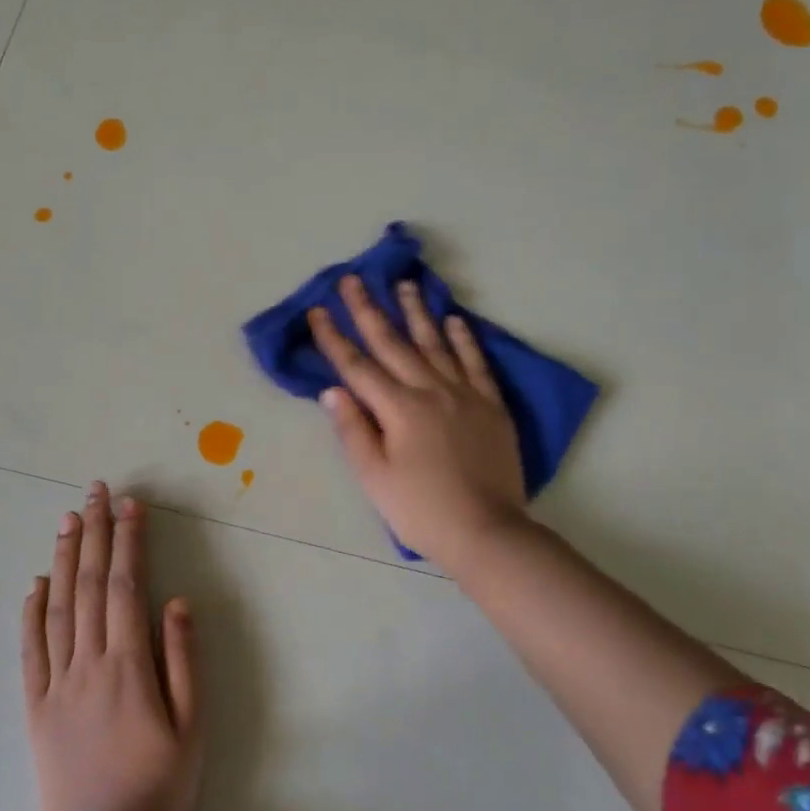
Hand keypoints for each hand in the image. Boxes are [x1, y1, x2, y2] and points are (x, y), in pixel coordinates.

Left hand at [21, 482, 202, 810]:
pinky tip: (34, 584)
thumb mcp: (192, 726)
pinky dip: (30, 611)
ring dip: (62, 559)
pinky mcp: (34, 706)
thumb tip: (178, 602)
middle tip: (96, 491)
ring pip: (57, 607)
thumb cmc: (160, 785)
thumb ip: (184, 660)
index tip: (131, 505)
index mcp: (129, 664)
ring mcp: (56, 682)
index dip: (128, 541)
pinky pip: (29, 650)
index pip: (126, 586)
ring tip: (67, 520)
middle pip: (89, 585)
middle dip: (94, 532)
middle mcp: (88, 662)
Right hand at [309, 275, 528, 569]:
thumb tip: (333, 390)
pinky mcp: (491, 405)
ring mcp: (465, 394)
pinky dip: (463, 339)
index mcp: (398, 409)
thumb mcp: (375, 477)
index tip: (317, 311)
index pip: (357, 366)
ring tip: (403, 285)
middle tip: (354, 279)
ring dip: (416, 313)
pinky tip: (454, 320)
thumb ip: (353, 430)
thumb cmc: (420, 509)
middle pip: (394, 344)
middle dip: (369, 310)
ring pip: (435, 344)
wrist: (486, 531)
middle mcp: (430, 391)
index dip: (334, 338)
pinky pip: (476, 363)